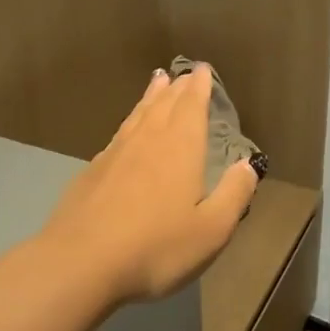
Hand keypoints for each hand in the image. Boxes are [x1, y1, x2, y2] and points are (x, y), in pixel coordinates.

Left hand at [38, 65, 260, 303]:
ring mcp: (115, 154)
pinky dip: (129, 122)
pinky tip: (127, 130)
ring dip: (151, 96)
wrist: (80, 262)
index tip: (203, 69)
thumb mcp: (211, 229)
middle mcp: (148, 140)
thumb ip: (234, 194)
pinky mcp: (92, 172)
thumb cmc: (155, 247)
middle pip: (165, 104)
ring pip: (138, 114)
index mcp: (180, 148)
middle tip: (185, 72)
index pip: (192, 106)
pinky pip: (118, 134)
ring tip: (158, 81)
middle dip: (178, 87)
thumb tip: (249, 163)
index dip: (199, 86)